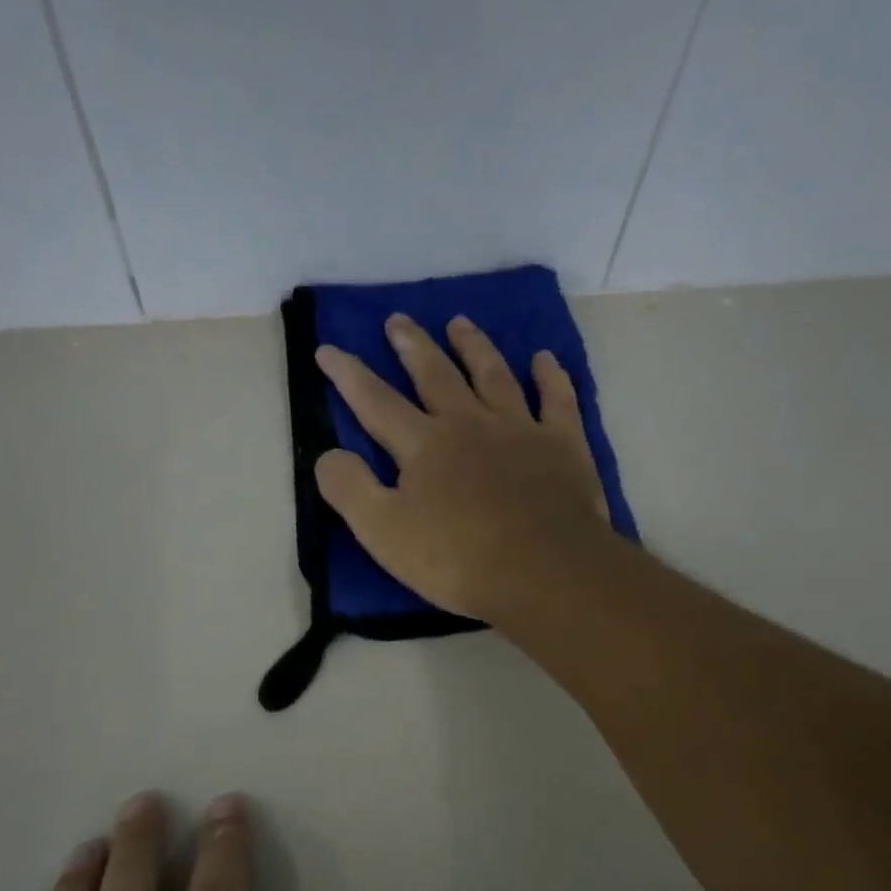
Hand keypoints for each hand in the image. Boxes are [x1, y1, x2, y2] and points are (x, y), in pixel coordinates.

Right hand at [314, 314, 610, 620]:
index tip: (328, 348)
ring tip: (459, 322)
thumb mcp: (383, 532)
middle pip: (435, 375)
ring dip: (474, 347)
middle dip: (413, 346)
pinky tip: (544, 358)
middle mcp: (468, 423)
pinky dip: (550, 377)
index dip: (348, 374)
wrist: (542, 570)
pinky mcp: (562, 444)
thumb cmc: (456, 558)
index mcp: (423, 445)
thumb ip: (349, 489)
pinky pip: (556, 399)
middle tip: (398, 320)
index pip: (376, 401)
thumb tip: (328, 454)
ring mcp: (519, 429)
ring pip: (493, 375)